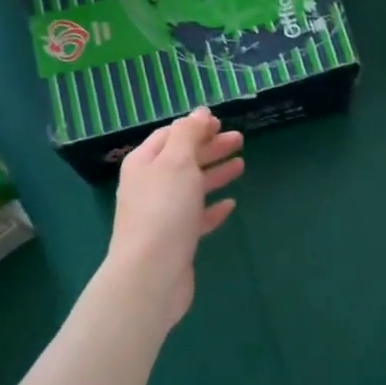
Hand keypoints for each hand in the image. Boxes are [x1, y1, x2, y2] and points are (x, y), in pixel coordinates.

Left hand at [110, 108, 243, 327]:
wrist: (151, 272)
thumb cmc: (164, 209)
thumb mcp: (177, 161)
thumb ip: (189, 133)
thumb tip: (199, 112)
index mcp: (144, 163)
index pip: (169, 135)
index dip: (194, 126)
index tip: (220, 122)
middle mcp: (149, 186)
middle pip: (182, 159)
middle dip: (209, 147)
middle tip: (239, 140)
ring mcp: (162, 214)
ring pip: (191, 187)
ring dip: (215, 173)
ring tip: (241, 165)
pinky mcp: (176, 240)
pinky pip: (196, 217)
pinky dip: (213, 208)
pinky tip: (230, 204)